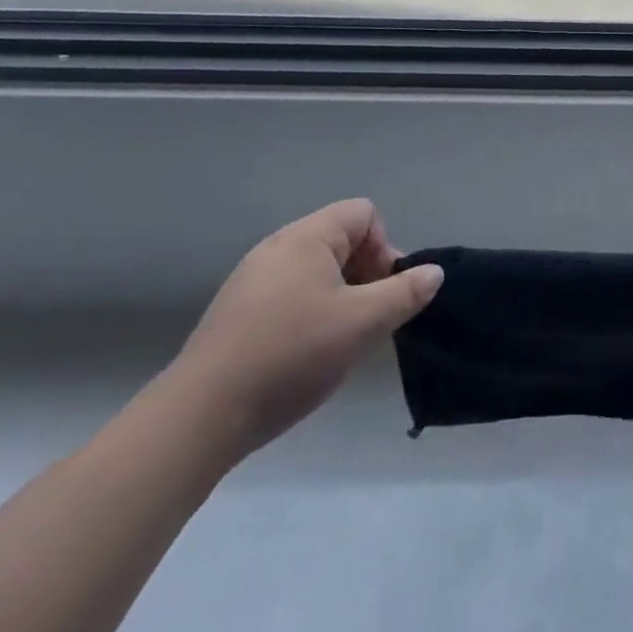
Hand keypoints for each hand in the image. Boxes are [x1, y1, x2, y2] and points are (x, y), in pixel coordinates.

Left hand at [163, 199, 442, 460]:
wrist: (198, 417)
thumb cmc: (290, 355)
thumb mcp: (361, 324)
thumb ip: (404, 293)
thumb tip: (434, 272)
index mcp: (308, 237)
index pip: (364, 214)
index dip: (384, 248)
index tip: (382, 294)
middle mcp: (278, 246)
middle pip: (341, 240)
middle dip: (364, 275)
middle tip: (366, 321)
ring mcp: (252, 279)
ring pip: (315, 271)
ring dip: (338, 298)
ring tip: (337, 342)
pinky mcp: (235, 312)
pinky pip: (288, 295)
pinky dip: (307, 314)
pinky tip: (302, 356)